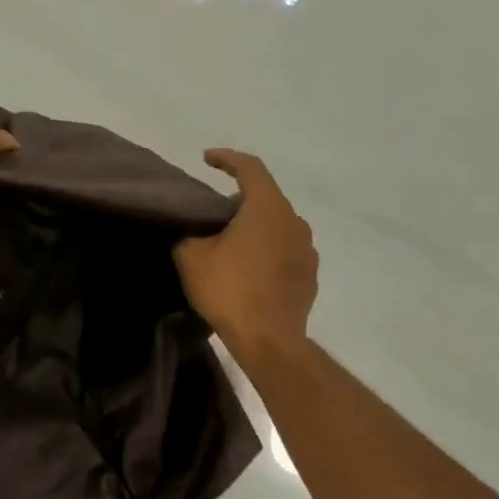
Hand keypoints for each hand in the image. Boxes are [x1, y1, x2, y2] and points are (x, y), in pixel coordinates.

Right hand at [174, 149, 317, 359]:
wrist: (269, 340)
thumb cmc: (230, 291)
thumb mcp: (192, 258)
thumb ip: (189, 236)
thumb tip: (194, 235)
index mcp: (267, 208)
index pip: (250, 167)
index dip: (226, 158)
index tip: (207, 159)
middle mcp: (294, 221)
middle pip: (265, 197)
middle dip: (238, 200)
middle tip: (213, 214)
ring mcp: (307, 249)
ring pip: (277, 226)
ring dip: (254, 228)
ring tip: (230, 245)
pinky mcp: (309, 275)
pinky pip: (285, 252)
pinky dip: (266, 252)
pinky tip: (249, 271)